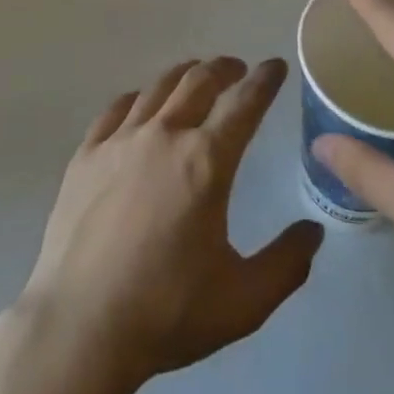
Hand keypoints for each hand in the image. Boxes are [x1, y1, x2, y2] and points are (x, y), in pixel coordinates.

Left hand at [18, 58, 323, 388]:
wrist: (80, 327)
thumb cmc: (167, 312)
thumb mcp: (244, 300)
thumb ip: (286, 263)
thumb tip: (313, 231)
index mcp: (206, 161)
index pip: (244, 103)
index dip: (265, 80)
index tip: (275, 66)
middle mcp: (164, 135)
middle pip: (199, 81)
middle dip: (224, 69)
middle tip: (237, 70)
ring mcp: (119, 141)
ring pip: (157, 87)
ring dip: (184, 75)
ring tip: (195, 76)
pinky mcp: (85, 155)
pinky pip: (116, 109)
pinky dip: (137, 98)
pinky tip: (140, 104)